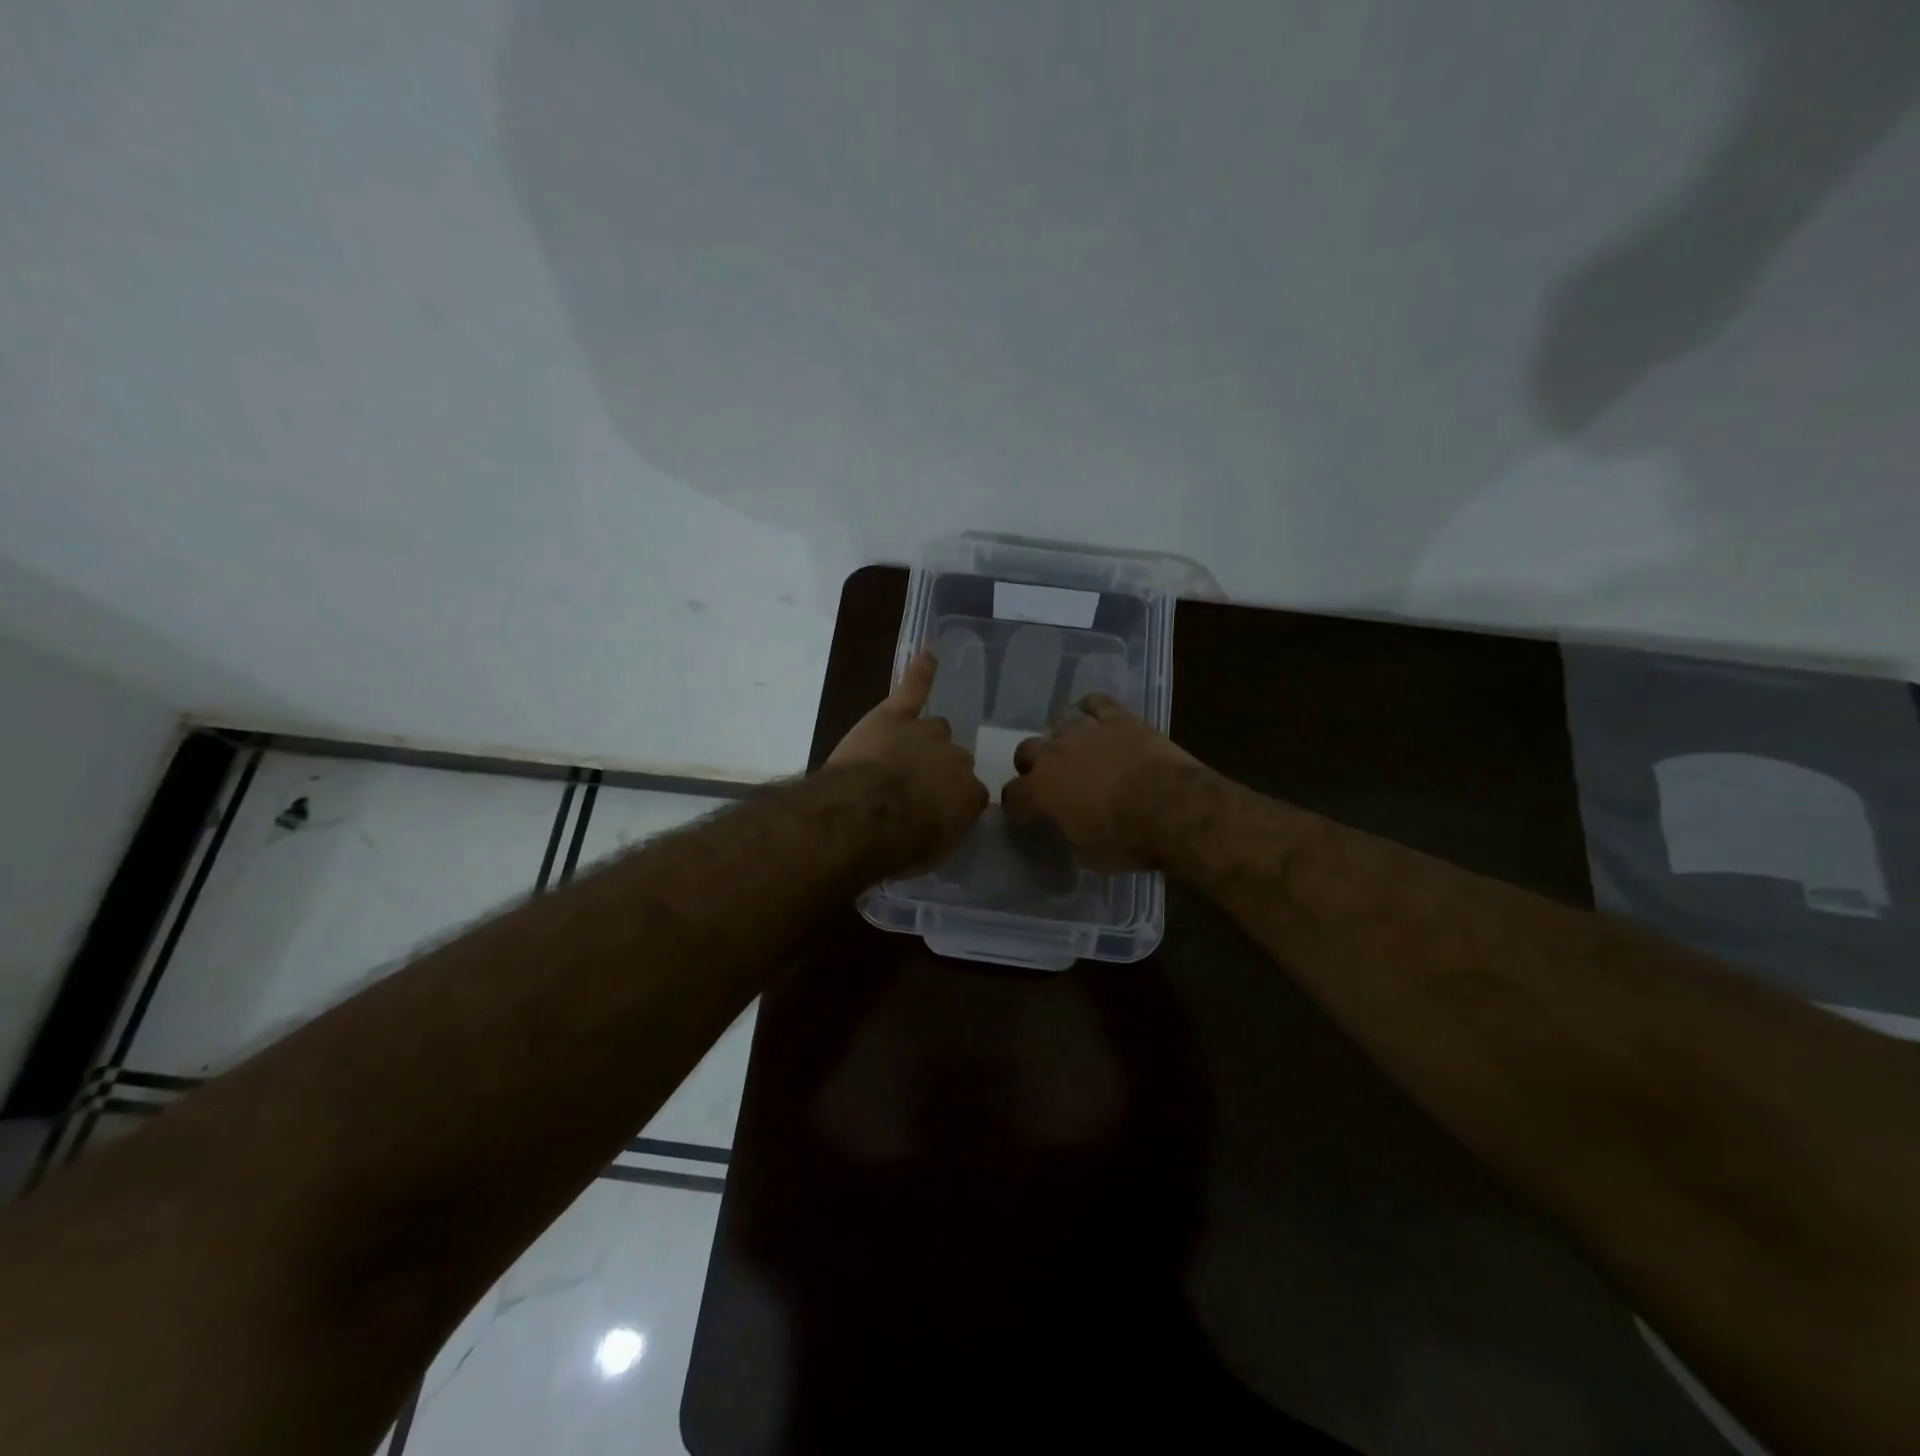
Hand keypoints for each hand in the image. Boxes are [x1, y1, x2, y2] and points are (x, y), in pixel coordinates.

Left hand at [826, 651, 988, 870]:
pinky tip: (927, 655)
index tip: (932, 814)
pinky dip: (920, 673)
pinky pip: (913, 688)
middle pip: (953, 758)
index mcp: (970, 795)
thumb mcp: (931, 851)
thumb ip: (942, 829)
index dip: (949, 803)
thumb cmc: (898, 845)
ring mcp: (926, 733)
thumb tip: (939, 821)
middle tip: (909, 789)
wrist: (865, 815)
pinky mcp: (895, 715)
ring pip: (934, 729)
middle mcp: (956, 758)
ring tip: (900, 754)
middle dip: (936, 770)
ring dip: (921, 740)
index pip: (970, 794)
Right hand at [1003, 695, 1206, 870]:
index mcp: (1041, 790)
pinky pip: (1095, 703)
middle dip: (1031, 765)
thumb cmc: (1128, 839)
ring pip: (1059, 724)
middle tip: (1048, 780)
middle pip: (1026, 750)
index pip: (1012, 795)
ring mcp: (1086, 731)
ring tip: (1075, 752)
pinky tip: (1094, 718)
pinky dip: (1091, 709)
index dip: (1017, 806)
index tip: (1025, 814)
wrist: (1174, 808)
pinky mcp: (1119, 719)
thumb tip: (1071, 829)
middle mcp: (1055, 753)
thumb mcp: (1088, 854)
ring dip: (1062, 740)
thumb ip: (1070, 835)